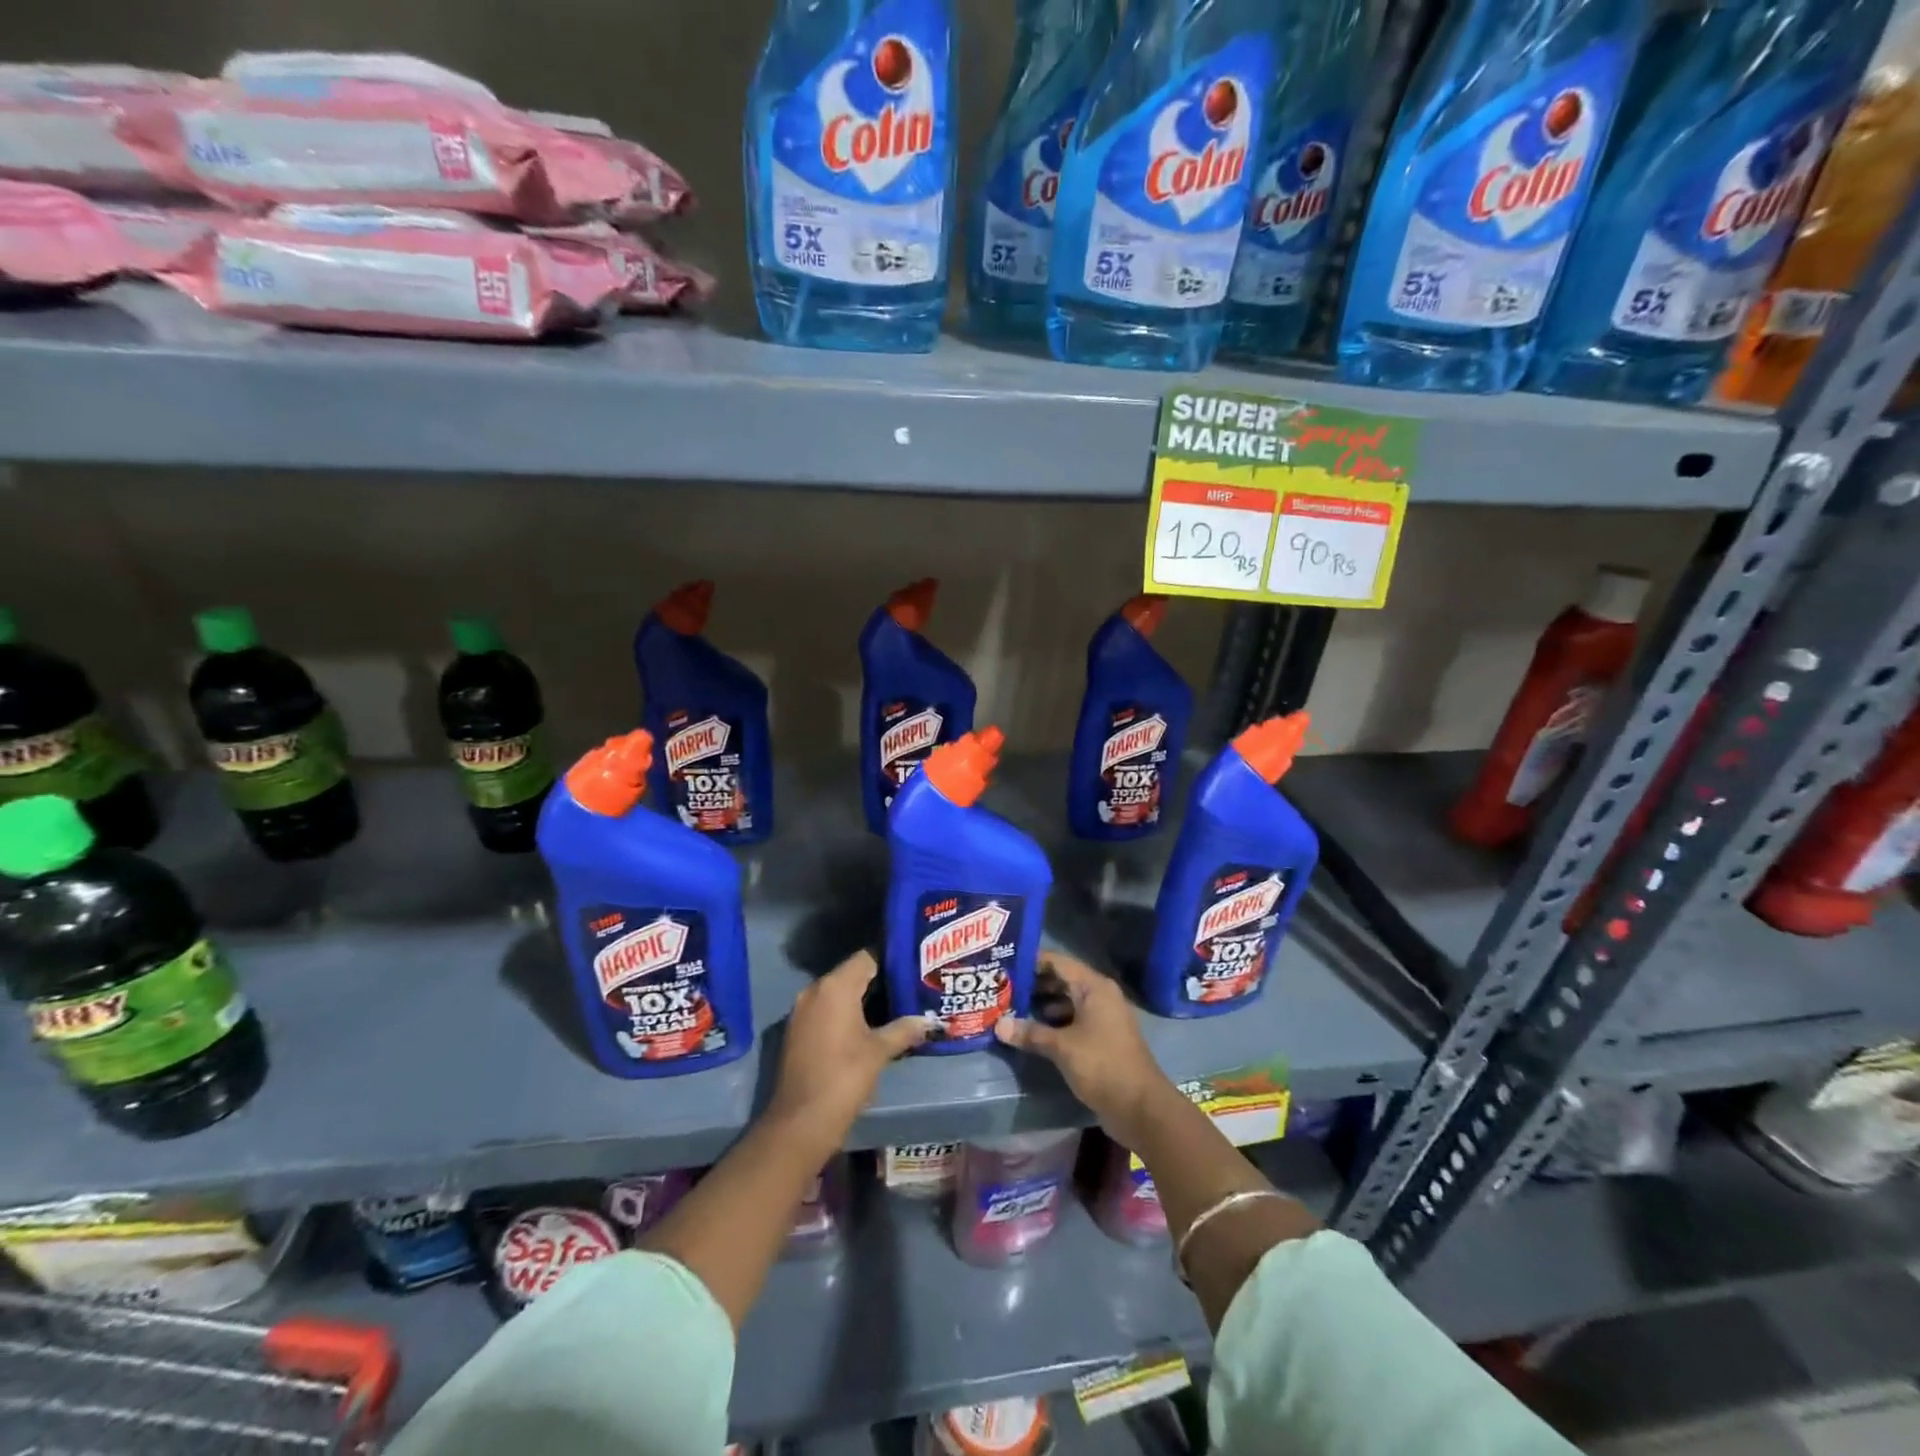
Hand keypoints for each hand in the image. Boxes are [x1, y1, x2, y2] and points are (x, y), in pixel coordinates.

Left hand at [769, 950, 929, 1153]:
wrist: (801, 1121)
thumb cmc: (844, 1077)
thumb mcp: (879, 1052)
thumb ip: (905, 1029)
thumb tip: (932, 1021)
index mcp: (835, 986)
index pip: (866, 957)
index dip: (891, 960)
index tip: (913, 967)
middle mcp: (814, 990)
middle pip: (852, 973)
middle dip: (879, 979)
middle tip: (909, 986)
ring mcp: (802, 1010)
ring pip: (838, 992)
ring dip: (862, 997)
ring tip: (894, 1004)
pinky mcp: (797, 1029)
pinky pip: (826, 1009)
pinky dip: (845, 1012)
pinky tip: (867, 1025)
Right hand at [995, 953, 1169, 1136]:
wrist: (1140, 1107)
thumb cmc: (1102, 1065)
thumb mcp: (1062, 1047)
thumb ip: (1030, 1033)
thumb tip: (998, 1025)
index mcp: (1094, 987)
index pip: (1057, 962)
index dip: (1031, 962)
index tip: (1005, 966)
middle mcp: (1100, 996)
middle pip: (1061, 980)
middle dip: (1033, 985)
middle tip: (1002, 989)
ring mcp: (1102, 1018)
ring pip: (1066, 1002)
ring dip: (1042, 1006)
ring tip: (1011, 1009)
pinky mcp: (1102, 1039)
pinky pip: (1073, 1021)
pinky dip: (1054, 1023)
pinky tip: (1032, 1032)